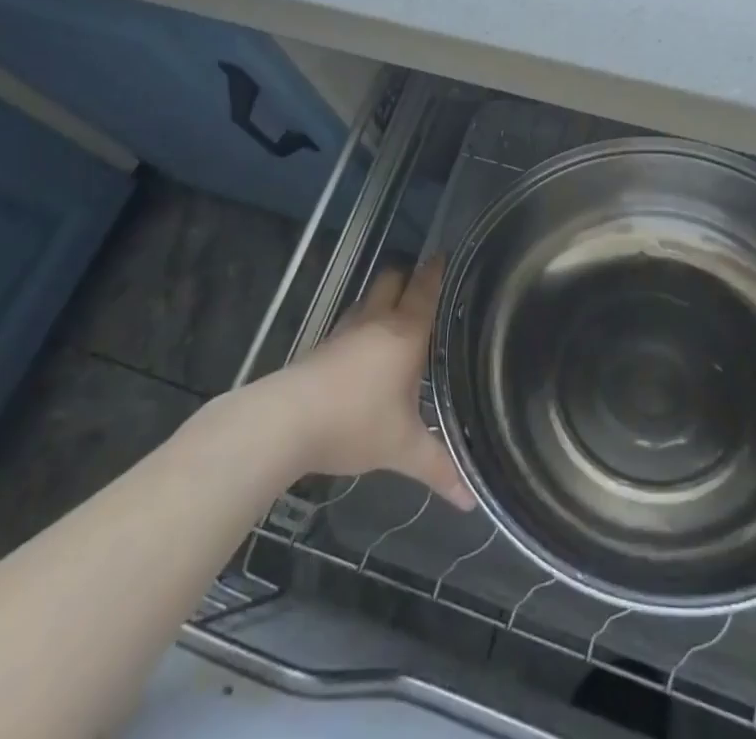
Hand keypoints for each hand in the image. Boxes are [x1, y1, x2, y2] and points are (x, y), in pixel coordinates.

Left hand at [281, 257, 473, 508]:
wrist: (284, 423)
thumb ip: (438, 467)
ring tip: (397, 315)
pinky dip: (362, 324)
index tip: (445, 256)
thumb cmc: (355, 423)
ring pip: (368, 299)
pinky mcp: (321, 347)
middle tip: (424, 286)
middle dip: (407, 277)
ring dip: (382, 299)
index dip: (436, 270)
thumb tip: (471, 500)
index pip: (425, 288)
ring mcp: (345, 331)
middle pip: (392, 279)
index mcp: (406, 333)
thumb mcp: (402, 448)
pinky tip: (363, 348)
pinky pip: (350, 323)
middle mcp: (377, 321)